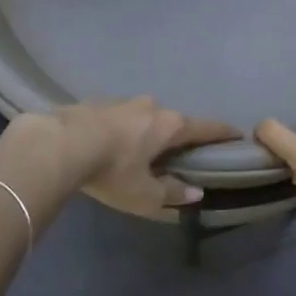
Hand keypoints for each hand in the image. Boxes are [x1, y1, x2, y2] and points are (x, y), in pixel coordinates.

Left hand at [9, 99, 240, 217]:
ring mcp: (120, 101)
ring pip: (140, 115)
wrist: (58, 145)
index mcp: (169, 125)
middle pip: (171, 120)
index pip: (204, 127)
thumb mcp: (144, 194)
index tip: (237, 133)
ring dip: (142, 130)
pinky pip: (114, 116)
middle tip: (173, 152)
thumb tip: (196, 193)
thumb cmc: (112, 170)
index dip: (222, 132)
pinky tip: (104, 143)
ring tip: (134, 149)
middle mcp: (150, 106)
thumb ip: (171, 194)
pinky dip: (116, 128)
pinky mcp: (93, 102)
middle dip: (174, 134)